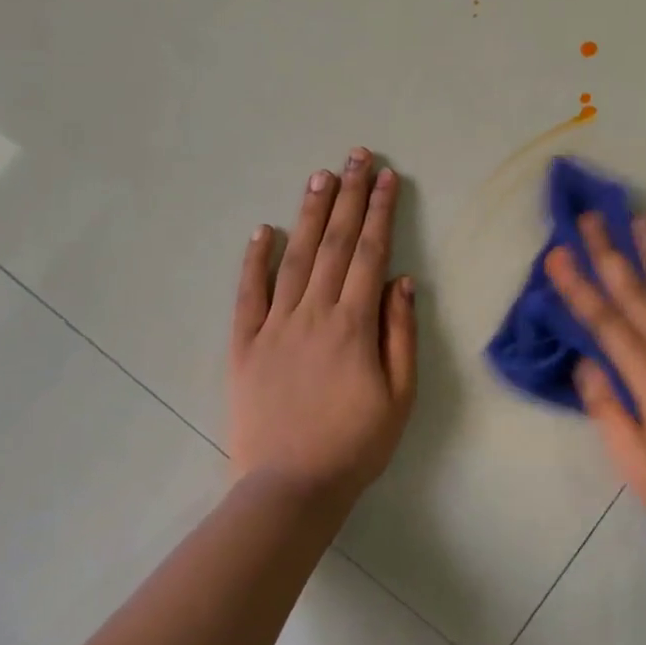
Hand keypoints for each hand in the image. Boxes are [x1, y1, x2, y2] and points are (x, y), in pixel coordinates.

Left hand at [228, 148, 417, 501]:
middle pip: (335, 244)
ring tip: (320, 176)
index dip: (380, 212)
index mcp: (353, 325)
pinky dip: (254, 260)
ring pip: (294, 258)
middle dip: (348, 196)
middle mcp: (313, 314)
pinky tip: (263, 230)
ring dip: (309, 214)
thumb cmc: (355, 445)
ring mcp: (274, 327)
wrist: (290, 488)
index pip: (370, 254)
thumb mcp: (399, 396)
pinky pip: (248, 295)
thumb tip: (401, 281)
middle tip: (356, 156)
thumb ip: (400, 334)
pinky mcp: (244, 345)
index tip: (387, 178)